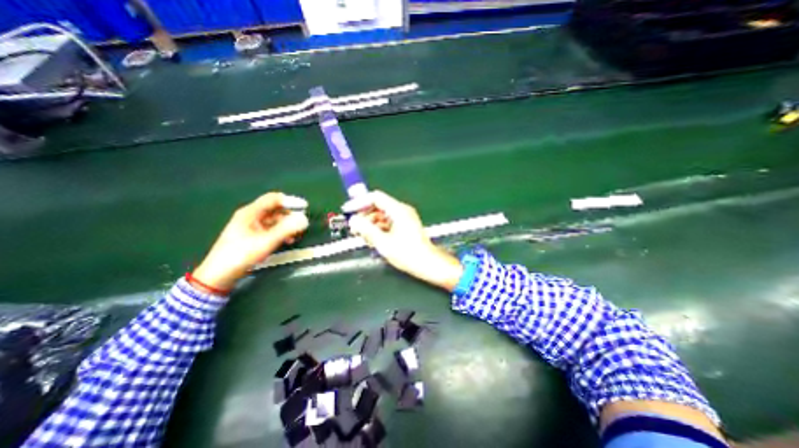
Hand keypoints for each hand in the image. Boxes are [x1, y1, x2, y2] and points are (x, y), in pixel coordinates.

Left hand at [189, 191, 307, 290]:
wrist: (219, 275)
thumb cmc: (241, 254)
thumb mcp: (266, 241)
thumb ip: (287, 229)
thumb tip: (305, 219)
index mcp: (251, 212)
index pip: (274, 199)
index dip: (290, 201)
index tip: (305, 207)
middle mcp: (251, 216)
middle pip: (275, 209)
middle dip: (291, 216)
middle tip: (303, 224)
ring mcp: (251, 227)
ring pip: (275, 221)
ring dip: (287, 226)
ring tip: (297, 235)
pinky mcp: (253, 236)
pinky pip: (271, 229)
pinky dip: (281, 233)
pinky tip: (288, 241)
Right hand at [345, 190, 461, 290]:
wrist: (427, 263)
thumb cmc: (407, 253)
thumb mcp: (383, 242)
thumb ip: (366, 229)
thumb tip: (353, 220)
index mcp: (398, 210)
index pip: (375, 197)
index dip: (360, 202)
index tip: (348, 210)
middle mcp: (402, 210)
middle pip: (378, 206)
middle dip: (364, 216)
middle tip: (354, 228)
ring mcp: (404, 218)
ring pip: (381, 215)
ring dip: (370, 224)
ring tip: (364, 237)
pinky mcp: (404, 226)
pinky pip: (387, 222)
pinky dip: (378, 228)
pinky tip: (374, 239)